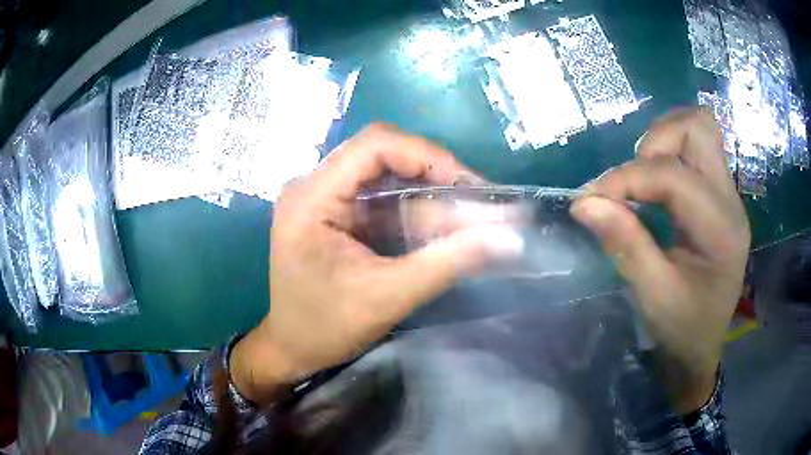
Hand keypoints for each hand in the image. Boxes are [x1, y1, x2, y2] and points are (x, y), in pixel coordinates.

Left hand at [231, 124, 523, 404]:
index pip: (374, 144)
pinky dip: (415, 208)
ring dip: (429, 191)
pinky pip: (381, 196)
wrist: (292, 349)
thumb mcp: (387, 297)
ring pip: (386, 174)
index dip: (427, 155)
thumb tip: (509, 238)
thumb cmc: (325, 328)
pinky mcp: (335, 213)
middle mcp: (313, 185)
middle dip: (434, 172)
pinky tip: (443, 225)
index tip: (469, 185)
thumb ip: (447, 263)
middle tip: (476, 198)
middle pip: (383, 153)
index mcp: (311, 197)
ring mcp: (323, 197)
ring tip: (470, 212)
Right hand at [570, 108, 749, 413]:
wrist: (703, 344)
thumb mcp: (652, 295)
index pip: (674, 176)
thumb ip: (625, 244)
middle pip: (698, 127)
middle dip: (656, 141)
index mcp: (721, 231)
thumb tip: (583, 202)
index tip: (590, 198)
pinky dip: (668, 152)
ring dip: (662, 141)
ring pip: (697, 129)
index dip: (627, 178)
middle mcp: (730, 200)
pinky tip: (654, 184)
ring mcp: (728, 194)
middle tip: (631, 178)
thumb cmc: (682, 328)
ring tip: (641, 178)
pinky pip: (695, 148)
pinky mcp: (719, 194)